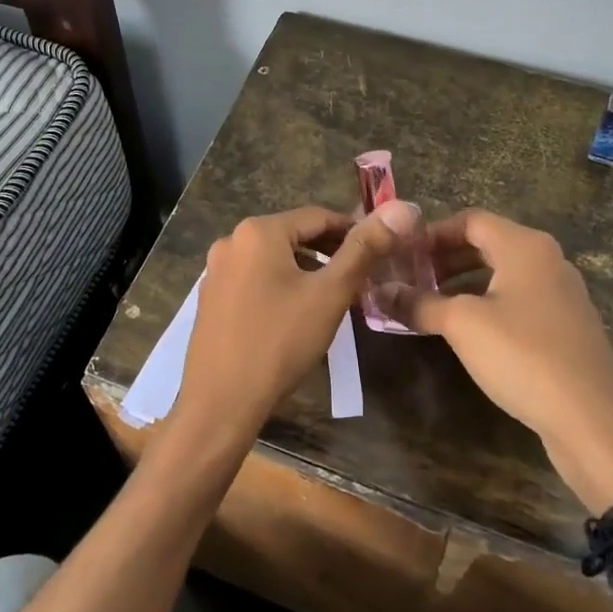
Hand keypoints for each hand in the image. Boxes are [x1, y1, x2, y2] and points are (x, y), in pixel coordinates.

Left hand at [171, 200, 418, 448]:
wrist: (220, 401)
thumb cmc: (280, 342)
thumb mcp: (330, 294)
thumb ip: (364, 250)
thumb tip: (400, 210)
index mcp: (258, 231)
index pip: (318, 216)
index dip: (353, 230)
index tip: (380, 251)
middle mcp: (232, 241)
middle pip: (293, 235)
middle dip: (330, 251)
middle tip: (362, 276)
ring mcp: (216, 270)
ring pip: (273, 258)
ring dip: (306, 269)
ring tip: (333, 295)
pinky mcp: (211, 297)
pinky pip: (254, 278)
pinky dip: (280, 285)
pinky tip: (296, 313)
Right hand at [383, 208, 612, 502]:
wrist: (592, 422)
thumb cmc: (523, 356)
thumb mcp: (462, 325)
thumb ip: (420, 303)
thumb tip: (380, 292)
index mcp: (525, 246)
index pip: (470, 220)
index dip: (432, 234)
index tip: (402, 256)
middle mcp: (548, 260)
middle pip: (488, 244)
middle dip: (446, 259)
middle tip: (411, 279)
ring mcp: (562, 294)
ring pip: (504, 274)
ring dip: (465, 283)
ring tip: (432, 305)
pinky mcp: (568, 327)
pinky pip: (520, 300)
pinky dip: (489, 304)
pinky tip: (468, 332)